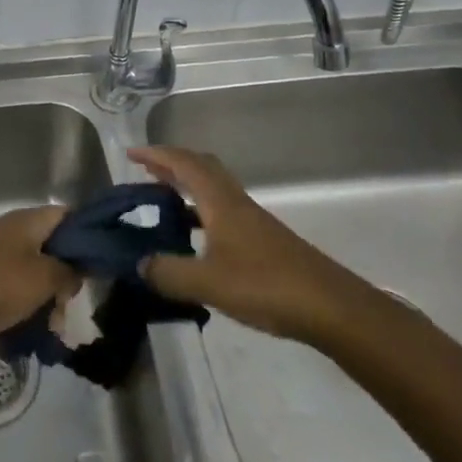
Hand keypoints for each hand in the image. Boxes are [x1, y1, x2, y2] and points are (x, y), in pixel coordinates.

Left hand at [0, 205, 80, 345]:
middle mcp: (11, 228)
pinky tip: (32, 326)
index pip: (68, 216)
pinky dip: (26, 301)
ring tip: (52, 325)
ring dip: (47, 294)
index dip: (87, 236)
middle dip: (66, 275)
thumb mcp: (44, 278)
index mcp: (27, 220)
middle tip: (70, 303)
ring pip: (34, 268)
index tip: (99, 264)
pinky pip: (15, 282)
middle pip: (52, 245)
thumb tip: (77, 269)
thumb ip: (69, 270)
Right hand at [128, 145, 368, 342]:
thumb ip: (169, 273)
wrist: (331, 307)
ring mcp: (253, 221)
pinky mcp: (263, 241)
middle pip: (202, 167)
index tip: (131, 154)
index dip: (157, 154)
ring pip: (214, 189)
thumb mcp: (208, 283)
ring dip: (187, 187)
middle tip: (146, 170)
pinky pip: (223, 211)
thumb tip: (139, 264)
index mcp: (220, 202)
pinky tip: (194, 237)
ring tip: (162, 200)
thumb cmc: (266, 285)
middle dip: (172, 164)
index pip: (184, 164)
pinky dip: (201, 212)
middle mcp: (236, 202)